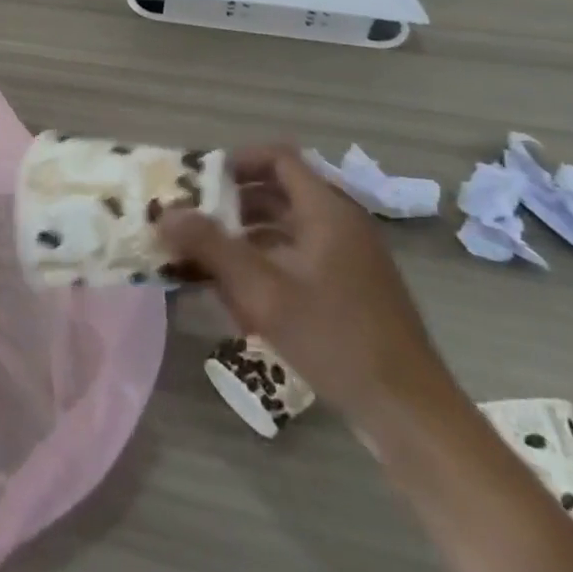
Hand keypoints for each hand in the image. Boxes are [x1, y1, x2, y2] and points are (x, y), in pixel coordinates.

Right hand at [160, 144, 455, 430]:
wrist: (409, 413)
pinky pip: (297, 257)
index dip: (237, 161)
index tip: (200, 181)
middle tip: (192, 218)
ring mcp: (348, 258)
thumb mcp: (262, 291)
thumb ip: (209, 246)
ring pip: (285, 227)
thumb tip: (163, 213)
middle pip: (278, 192)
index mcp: (327, 211)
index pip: (278, 158)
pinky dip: (265, 262)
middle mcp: (340, 224)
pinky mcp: (349, 288)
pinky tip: (238, 296)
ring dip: (244, 235)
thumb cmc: (334, 339)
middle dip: (230, 202)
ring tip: (205, 258)